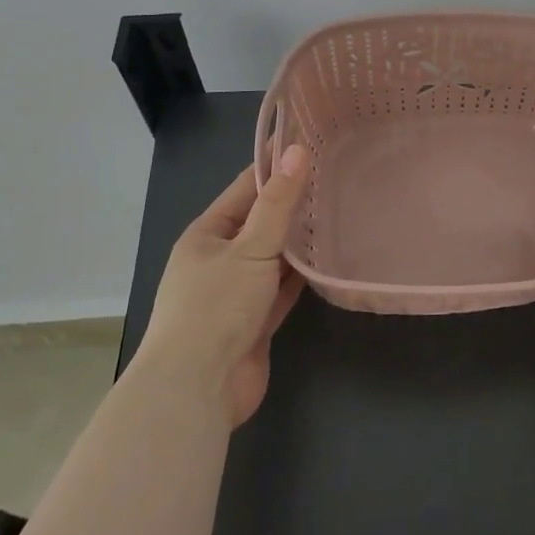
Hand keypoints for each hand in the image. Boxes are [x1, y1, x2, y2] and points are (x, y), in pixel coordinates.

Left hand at [137, 147, 308, 427]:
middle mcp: (220, 259)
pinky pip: (282, 289)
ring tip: (339, 210)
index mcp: (207, 235)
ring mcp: (237, 293)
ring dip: (299, 241)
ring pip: (274, 257)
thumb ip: (278, 203)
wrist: (195, 392)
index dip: (276, 165)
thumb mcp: (250, 248)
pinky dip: (302, 275)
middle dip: (293, 203)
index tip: (310, 142)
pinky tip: (328, 259)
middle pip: (262, 222)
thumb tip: (297, 150)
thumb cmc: (215, 308)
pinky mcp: (255, 322)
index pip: (246, 188)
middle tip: (336, 176)